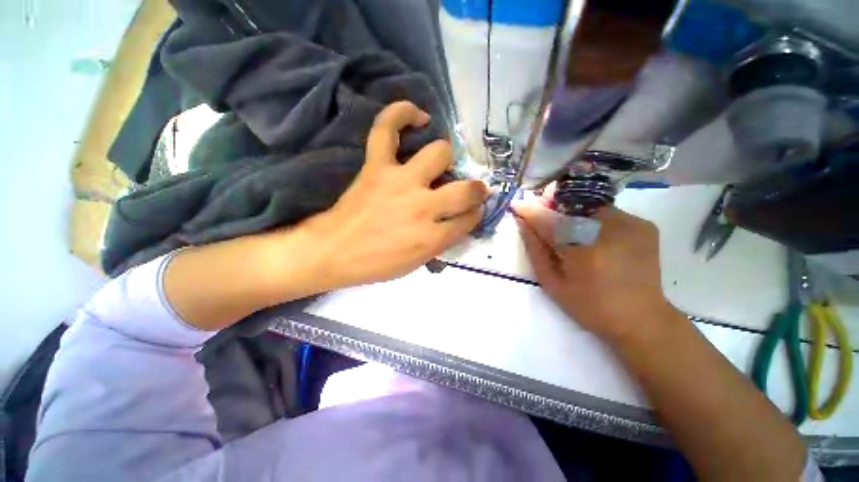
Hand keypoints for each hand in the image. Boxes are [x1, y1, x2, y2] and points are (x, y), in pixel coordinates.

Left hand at [295, 101, 487, 287]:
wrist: (335, 251)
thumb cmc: (377, 262)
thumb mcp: (417, 263)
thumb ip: (443, 242)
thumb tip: (460, 221)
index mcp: (431, 237)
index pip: (469, 219)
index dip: (475, 214)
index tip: (473, 211)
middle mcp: (422, 207)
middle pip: (465, 189)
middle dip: (475, 190)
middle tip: (469, 189)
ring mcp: (400, 182)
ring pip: (439, 153)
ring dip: (446, 158)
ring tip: (441, 162)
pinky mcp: (377, 166)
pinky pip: (387, 128)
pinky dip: (402, 114)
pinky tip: (419, 117)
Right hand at [512, 196, 676, 344]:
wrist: (641, 318)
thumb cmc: (589, 306)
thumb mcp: (551, 283)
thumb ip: (535, 250)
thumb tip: (523, 223)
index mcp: (582, 250)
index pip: (548, 219)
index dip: (530, 210)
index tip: (518, 205)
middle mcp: (609, 230)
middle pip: (572, 201)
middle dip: (553, 202)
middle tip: (543, 213)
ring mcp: (630, 224)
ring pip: (590, 204)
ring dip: (573, 211)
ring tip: (569, 227)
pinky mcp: (643, 225)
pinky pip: (608, 211)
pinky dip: (593, 218)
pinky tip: (593, 236)